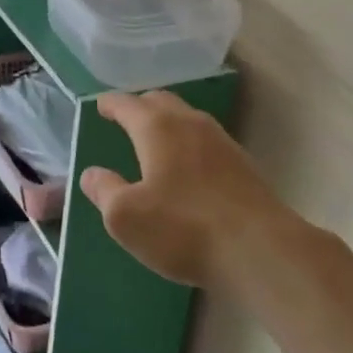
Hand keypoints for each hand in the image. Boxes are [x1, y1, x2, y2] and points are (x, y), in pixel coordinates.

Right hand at [80, 91, 282, 290]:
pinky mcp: (243, 165)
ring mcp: (222, 141)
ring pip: (187, 118)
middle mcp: (190, 123)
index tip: (100, 106)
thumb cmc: (183, 228)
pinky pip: (206, 141)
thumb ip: (104, 190)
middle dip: (140, 106)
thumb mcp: (126, 217)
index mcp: (156, 127)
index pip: (127, 104)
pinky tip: (188, 168)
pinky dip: (189, 144)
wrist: (261, 250)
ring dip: (167, 123)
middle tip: (126, 119)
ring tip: (155, 141)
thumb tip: (91, 174)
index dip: (110, 104)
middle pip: (161, 101)